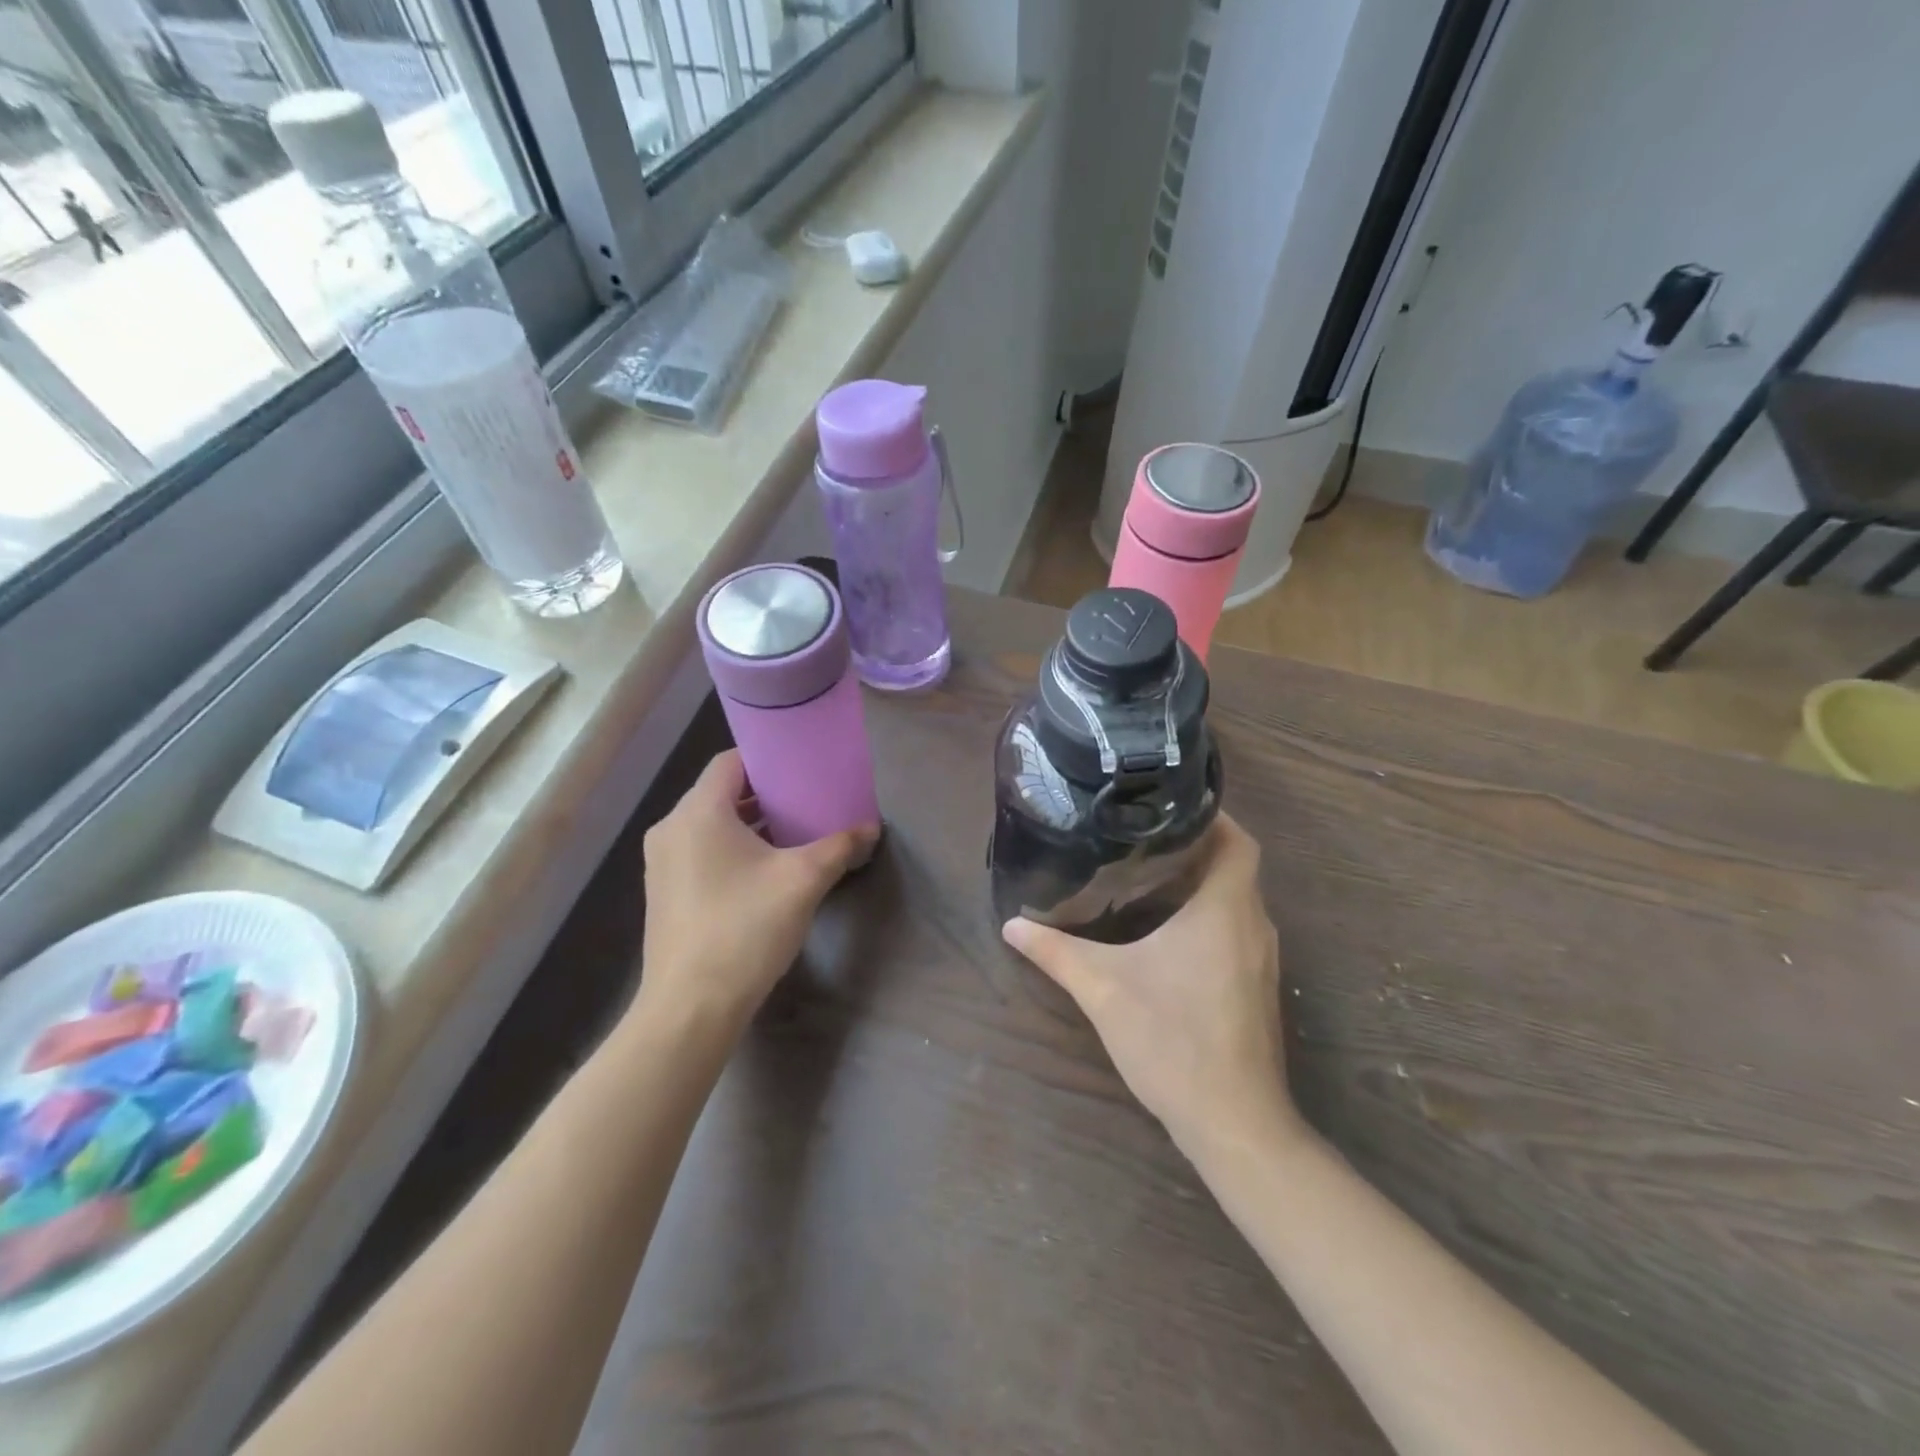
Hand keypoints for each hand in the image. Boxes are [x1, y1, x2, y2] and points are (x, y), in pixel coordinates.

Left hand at [636, 750, 878, 1036]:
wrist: (691, 1007)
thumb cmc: (745, 929)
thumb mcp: (803, 881)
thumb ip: (839, 846)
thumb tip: (871, 828)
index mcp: (698, 813)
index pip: (730, 762)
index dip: (767, 759)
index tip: (802, 767)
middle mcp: (672, 829)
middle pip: (720, 792)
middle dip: (764, 794)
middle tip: (806, 799)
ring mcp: (662, 863)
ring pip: (711, 824)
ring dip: (749, 823)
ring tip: (793, 832)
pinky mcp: (664, 892)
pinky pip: (701, 851)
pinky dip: (731, 848)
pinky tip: (765, 869)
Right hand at [1002, 814, 1296, 1158]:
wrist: (1234, 1123)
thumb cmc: (1173, 1040)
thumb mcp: (1103, 988)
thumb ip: (1055, 952)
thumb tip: (1011, 925)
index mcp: (1226, 910)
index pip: (1239, 841)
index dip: (1213, 816)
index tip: (1169, 804)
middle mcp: (1253, 926)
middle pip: (1235, 867)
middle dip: (1196, 846)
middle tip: (1142, 835)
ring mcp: (1261, 961)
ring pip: (1236, 901)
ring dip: (1201, 884)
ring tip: (1148, 872)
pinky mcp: (1256, 988)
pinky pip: (1235, 931)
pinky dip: (1207, 916)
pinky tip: (1165, 931)